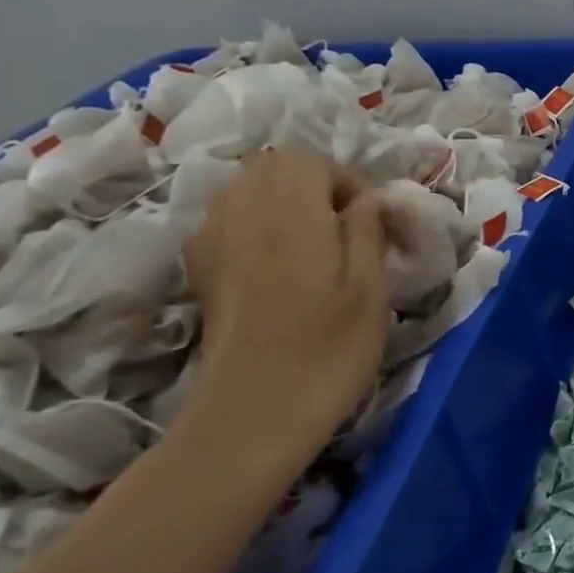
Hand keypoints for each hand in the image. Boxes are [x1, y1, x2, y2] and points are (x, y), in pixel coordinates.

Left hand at [181, 150, 389, 461]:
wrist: (256, 410)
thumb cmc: (330, 350)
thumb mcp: (372, 290)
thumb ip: (369, 232)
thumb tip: (371, 199)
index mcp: (293, 216)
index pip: (312, 162)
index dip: (348, 182)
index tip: (373, 221)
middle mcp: (245, 215)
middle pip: (272, 166)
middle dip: (314, 182)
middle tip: (345, 224)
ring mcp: (214, 240)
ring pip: (244, 187)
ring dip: (283, 198)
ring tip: (314, 238)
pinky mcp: (201, 267)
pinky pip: (226, 217)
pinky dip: (254, 220)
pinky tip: (276, 259)